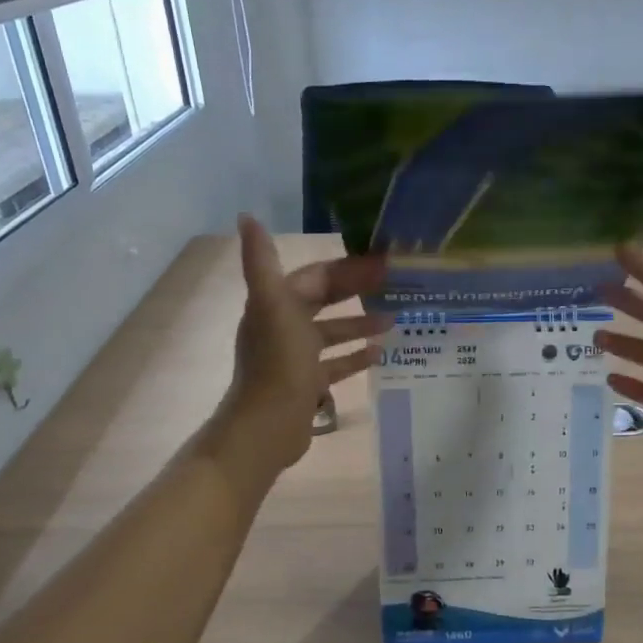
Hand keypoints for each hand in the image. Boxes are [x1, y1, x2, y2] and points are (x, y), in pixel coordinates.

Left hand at [211, 215, 389, 482]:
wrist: (268, 426)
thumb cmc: (278, 363)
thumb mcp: (274, 306)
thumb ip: (262, 262)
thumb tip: (247, 217)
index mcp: (277, 304)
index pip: (316, 277)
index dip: (347, 268)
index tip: (383, 263)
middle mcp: (284, 326)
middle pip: (325, 301)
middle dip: (356, 291)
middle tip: (394, 286)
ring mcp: (296, 357)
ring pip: (332, 332)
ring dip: (359, 323)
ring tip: (394, 319)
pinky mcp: (306, 384)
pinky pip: (335, 364)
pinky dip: (354, 356)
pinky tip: (379, 354)